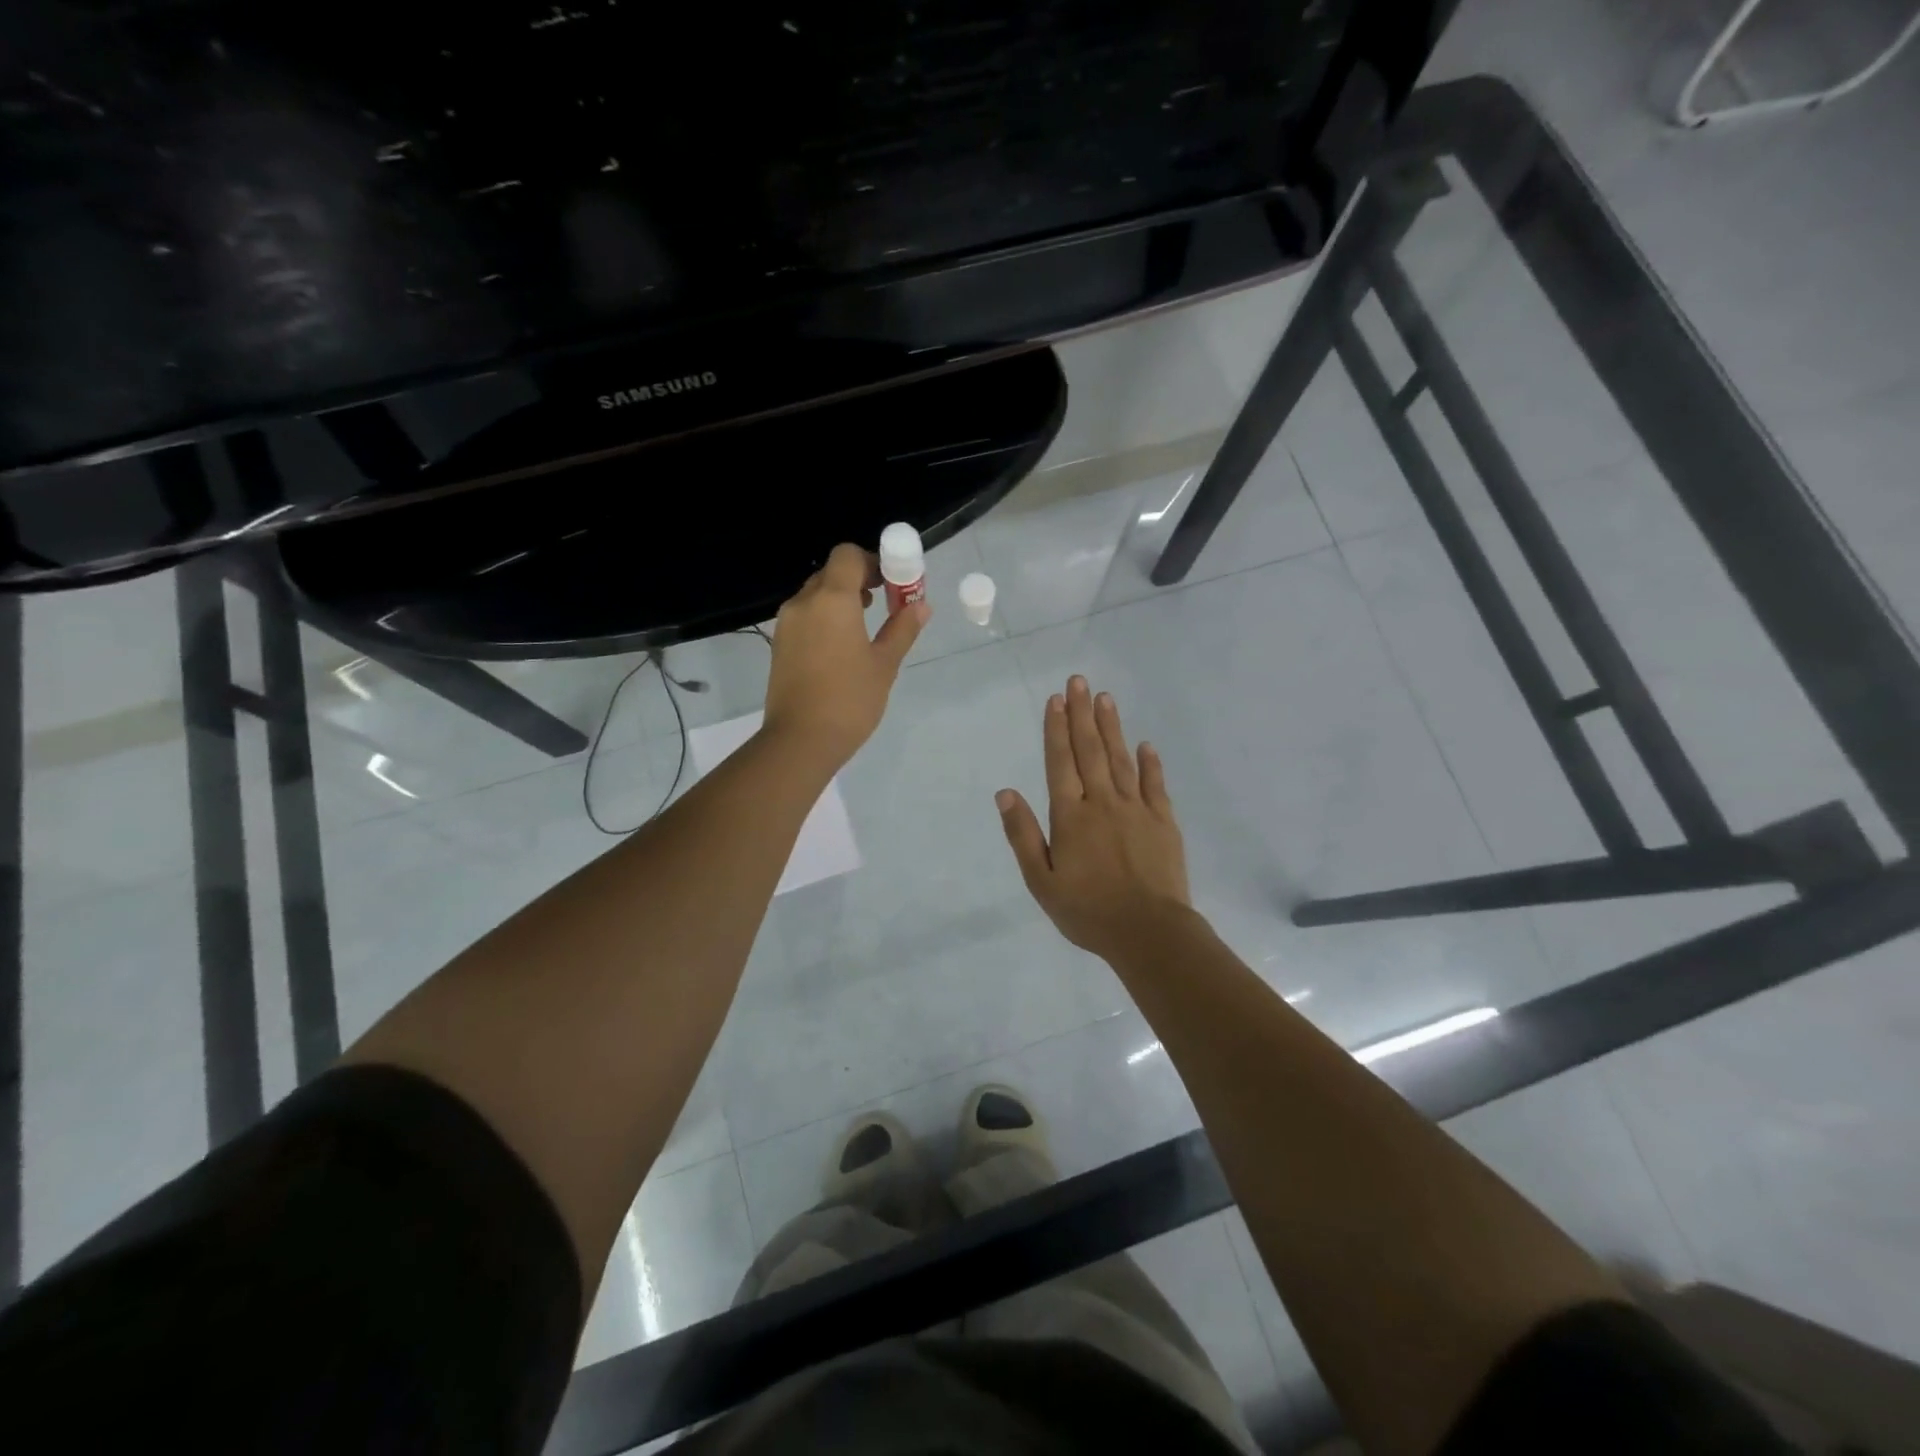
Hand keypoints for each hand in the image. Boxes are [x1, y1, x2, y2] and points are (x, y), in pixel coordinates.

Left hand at [762, 543, 927, 767]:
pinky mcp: (779, 645)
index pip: (847, 555)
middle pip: (830, 573)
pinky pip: (804, 617)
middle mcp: (804, 603)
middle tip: (882, 604)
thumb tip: (921, 605)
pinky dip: (824, 619)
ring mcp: (786, 624)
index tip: (890, 583)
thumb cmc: (850, 699)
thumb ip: (902, 629)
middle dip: (858, 580)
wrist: (800, 740)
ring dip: (839, 600)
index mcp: (832, 599)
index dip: (871, 561)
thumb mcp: (884, 664)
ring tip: (863, 629)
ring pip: (815, 595)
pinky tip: (841, 649)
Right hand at [996, 676, 1190, 960]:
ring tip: (1104, 698)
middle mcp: (1102, 803)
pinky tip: (1145, 744)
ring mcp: (1136, 809)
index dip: (1056, 729)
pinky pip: (1155, 784)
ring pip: (1121, 759)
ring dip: (1111, 727)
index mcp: (1070, 816)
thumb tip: (1005, 793)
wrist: (1148, 933)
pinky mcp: (1163, 822)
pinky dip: (1150, 763)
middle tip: (1079, 681)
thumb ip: (1023, 835)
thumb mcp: (1041, 881)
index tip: (1056, 699)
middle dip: (1082, 714)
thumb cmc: (1087, 911)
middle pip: (1090, 750)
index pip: (1060, 762)